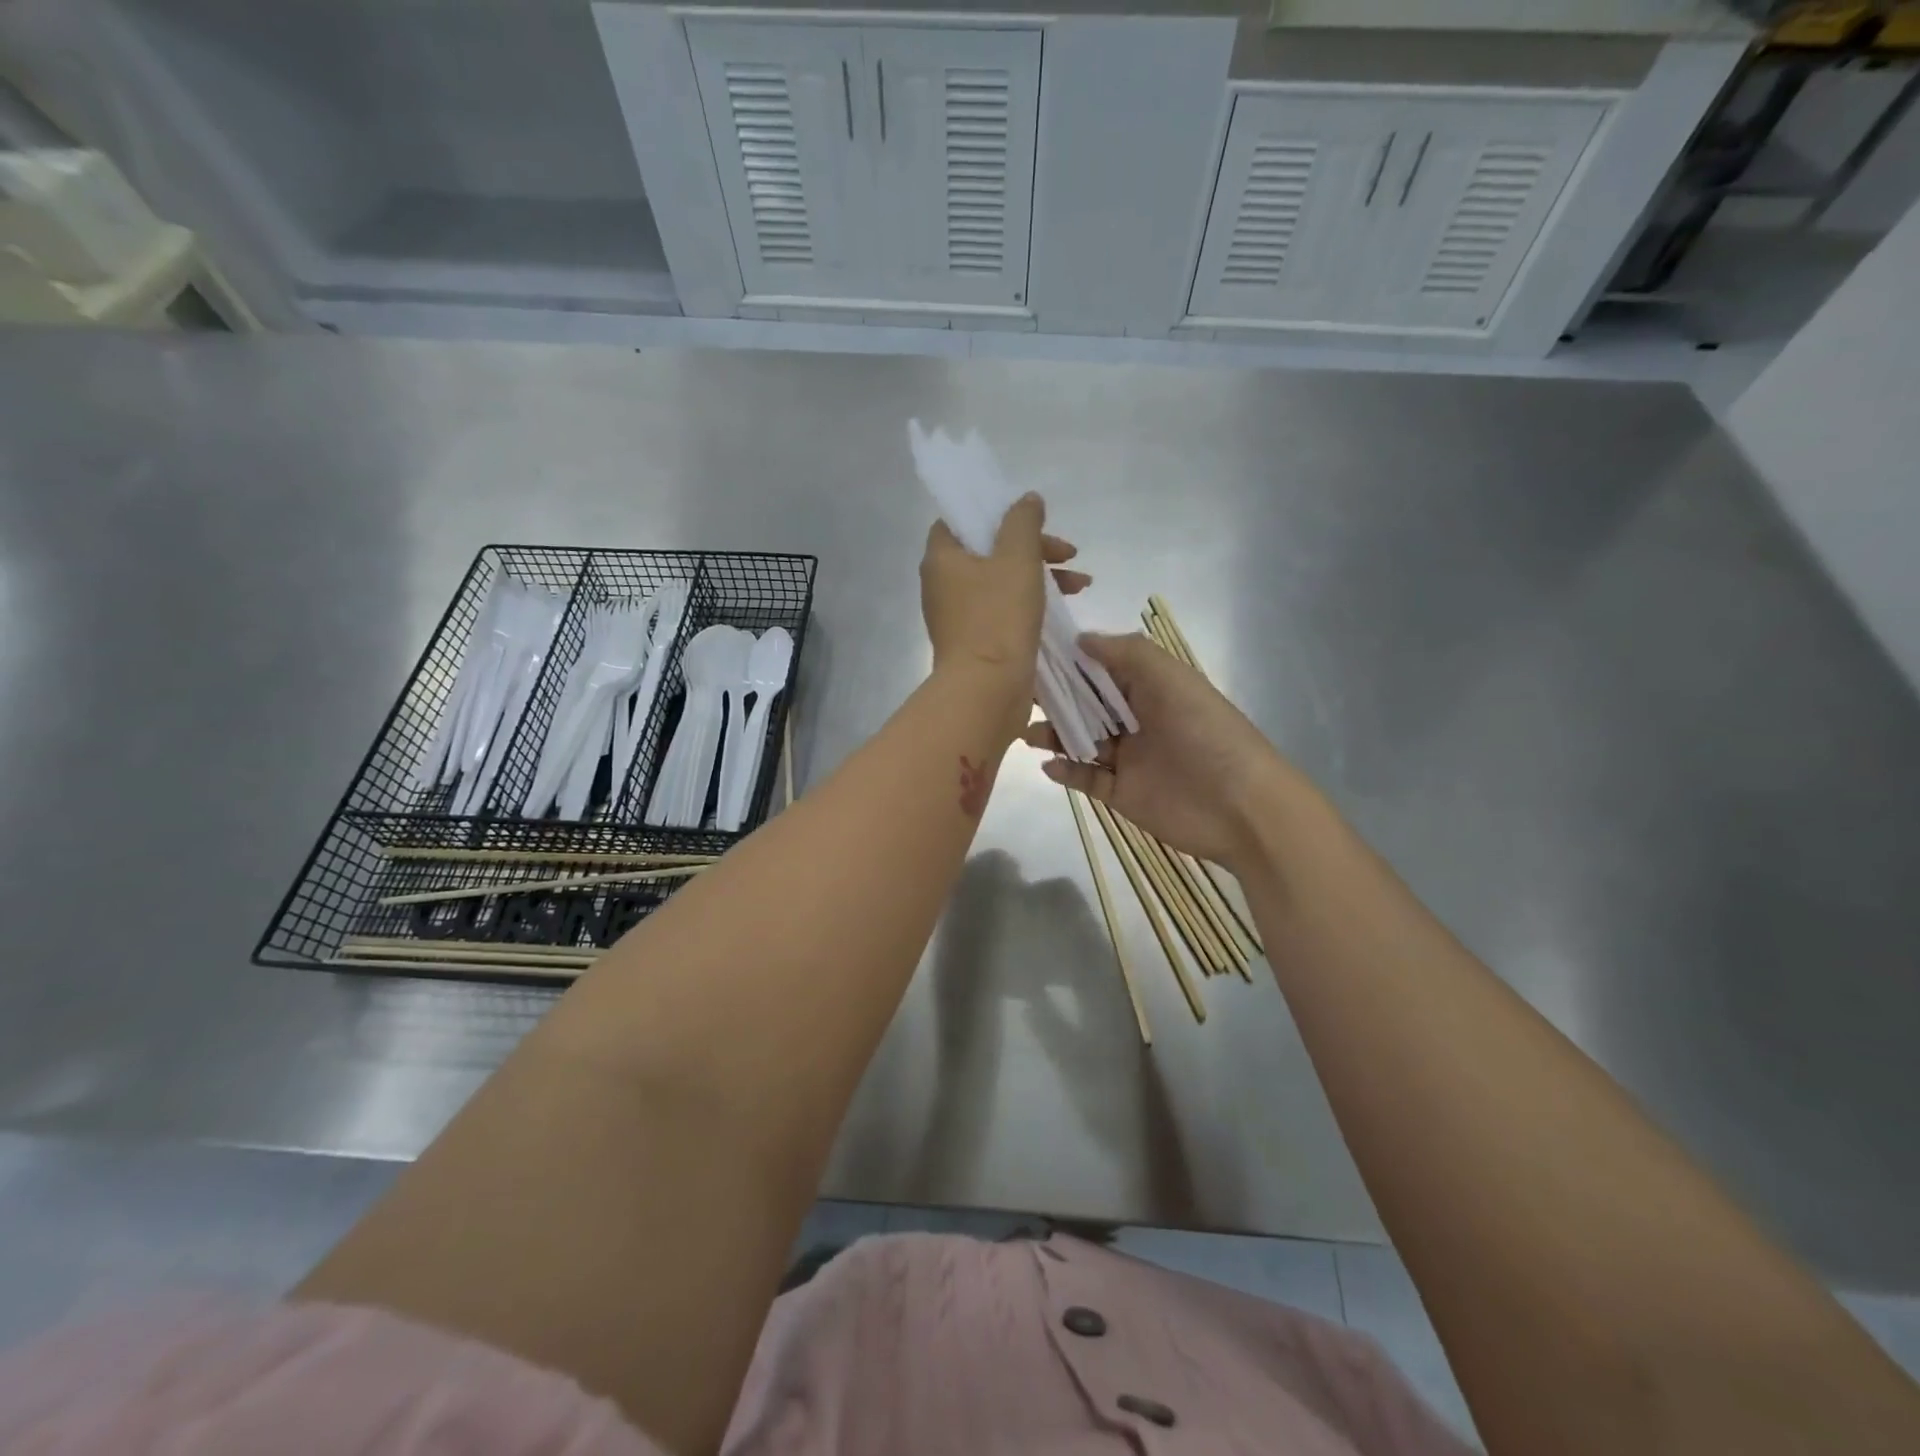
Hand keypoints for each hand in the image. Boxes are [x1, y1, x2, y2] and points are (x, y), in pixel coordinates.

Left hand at [919, 491, 1088, 686]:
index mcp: (941, 559)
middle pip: (989, 551)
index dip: (995, 514)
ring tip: (1082, 584)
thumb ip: (1023, 522)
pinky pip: (1004, 612)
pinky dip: (1031, 604)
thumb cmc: (998, 618)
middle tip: (1069, 553)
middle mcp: (943, 586)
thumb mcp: (1017, 558)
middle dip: (1034, 548)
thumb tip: (1027, 500)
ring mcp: (958, 618)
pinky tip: (1064, 611)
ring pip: (1001, 583)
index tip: (1031, 522)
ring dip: (1041, 577)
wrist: (986, 691)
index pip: (960, 521)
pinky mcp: (976, 643)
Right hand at [1023, 632, 1292, 869]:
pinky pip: (1086, 780)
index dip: (1070, 661)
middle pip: (1087, 705)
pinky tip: (1048, 765)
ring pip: (1082, 742)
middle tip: (1018, 695)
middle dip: (1055, 698)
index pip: (1103, 669)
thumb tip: (1080, 640)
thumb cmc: (1206, 732)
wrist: (1240, 807)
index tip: (1033, 653)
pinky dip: (1066, 772)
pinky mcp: (1122, 794)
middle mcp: (1138, 720)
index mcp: (1151, 689)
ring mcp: (1129, 760)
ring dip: (1054, 735)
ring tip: (1026, 731)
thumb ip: (1126, 653)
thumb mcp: (1171, 678)